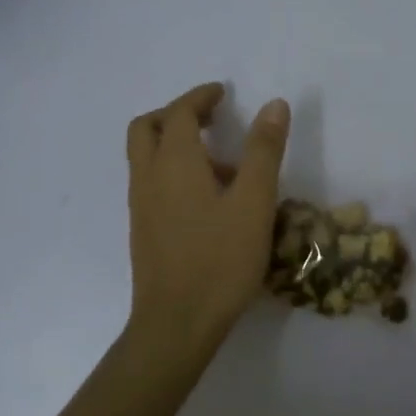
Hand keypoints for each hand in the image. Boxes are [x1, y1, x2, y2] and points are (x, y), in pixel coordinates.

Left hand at [126, 83, 290, 358]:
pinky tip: (205, 199)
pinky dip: (171, 171)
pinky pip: (150, 182)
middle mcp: (148, 176)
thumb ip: (263, 151)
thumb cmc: (220, 259)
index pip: (179, 112)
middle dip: (176, 114)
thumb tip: (274, 104)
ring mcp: (140, 205)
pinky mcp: (142, 229)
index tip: (223, 93)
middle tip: (210, 119)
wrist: (176, 322)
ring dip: (174, 144)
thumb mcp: (254, 202)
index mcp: (174, 162)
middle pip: (147, 127)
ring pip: (145, 156)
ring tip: (221, 165)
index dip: (200, 97)